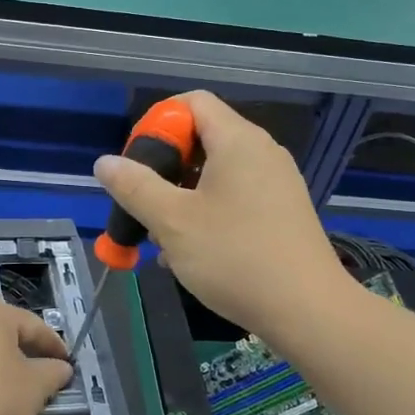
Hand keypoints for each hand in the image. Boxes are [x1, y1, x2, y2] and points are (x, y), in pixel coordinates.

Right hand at [93, 91, 347, 338]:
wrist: (309, 311)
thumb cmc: (235, 257)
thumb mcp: (173, 222)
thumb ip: (135, 187)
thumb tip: (105, 163)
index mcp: (238, 141)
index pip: (193, 102)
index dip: (158, 123)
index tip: (138, 162)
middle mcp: (261, 153)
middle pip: (203, 137)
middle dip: (166, 167)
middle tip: (144, 202)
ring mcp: (276, 183)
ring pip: (217, 173)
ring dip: (182, 196)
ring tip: (161, 236)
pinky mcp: (282, 213)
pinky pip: (236, 197)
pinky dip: (208, 213)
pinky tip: (190, 252)